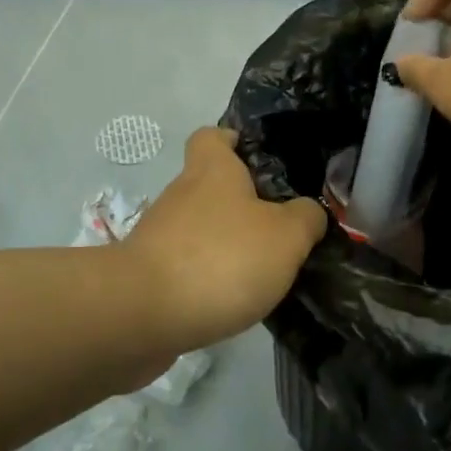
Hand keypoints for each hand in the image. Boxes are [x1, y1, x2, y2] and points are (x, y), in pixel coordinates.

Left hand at [124, 127, 327, 349]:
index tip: (254, 157)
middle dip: (239, 204)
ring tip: (261, 272)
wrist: (142, 314)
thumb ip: (305, 219)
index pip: (212, 136)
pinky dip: (206, 278)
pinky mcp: (147, 275)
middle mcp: (180, 195)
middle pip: (209, 186)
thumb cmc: (221, 259)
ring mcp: (158, 236)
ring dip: (224, 244)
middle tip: (278, 228)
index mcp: (212, 171)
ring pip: (198, 229)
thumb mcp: (286, 236)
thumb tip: (308, 212)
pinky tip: (231, 301)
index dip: (231, 141)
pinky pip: (185, 267)